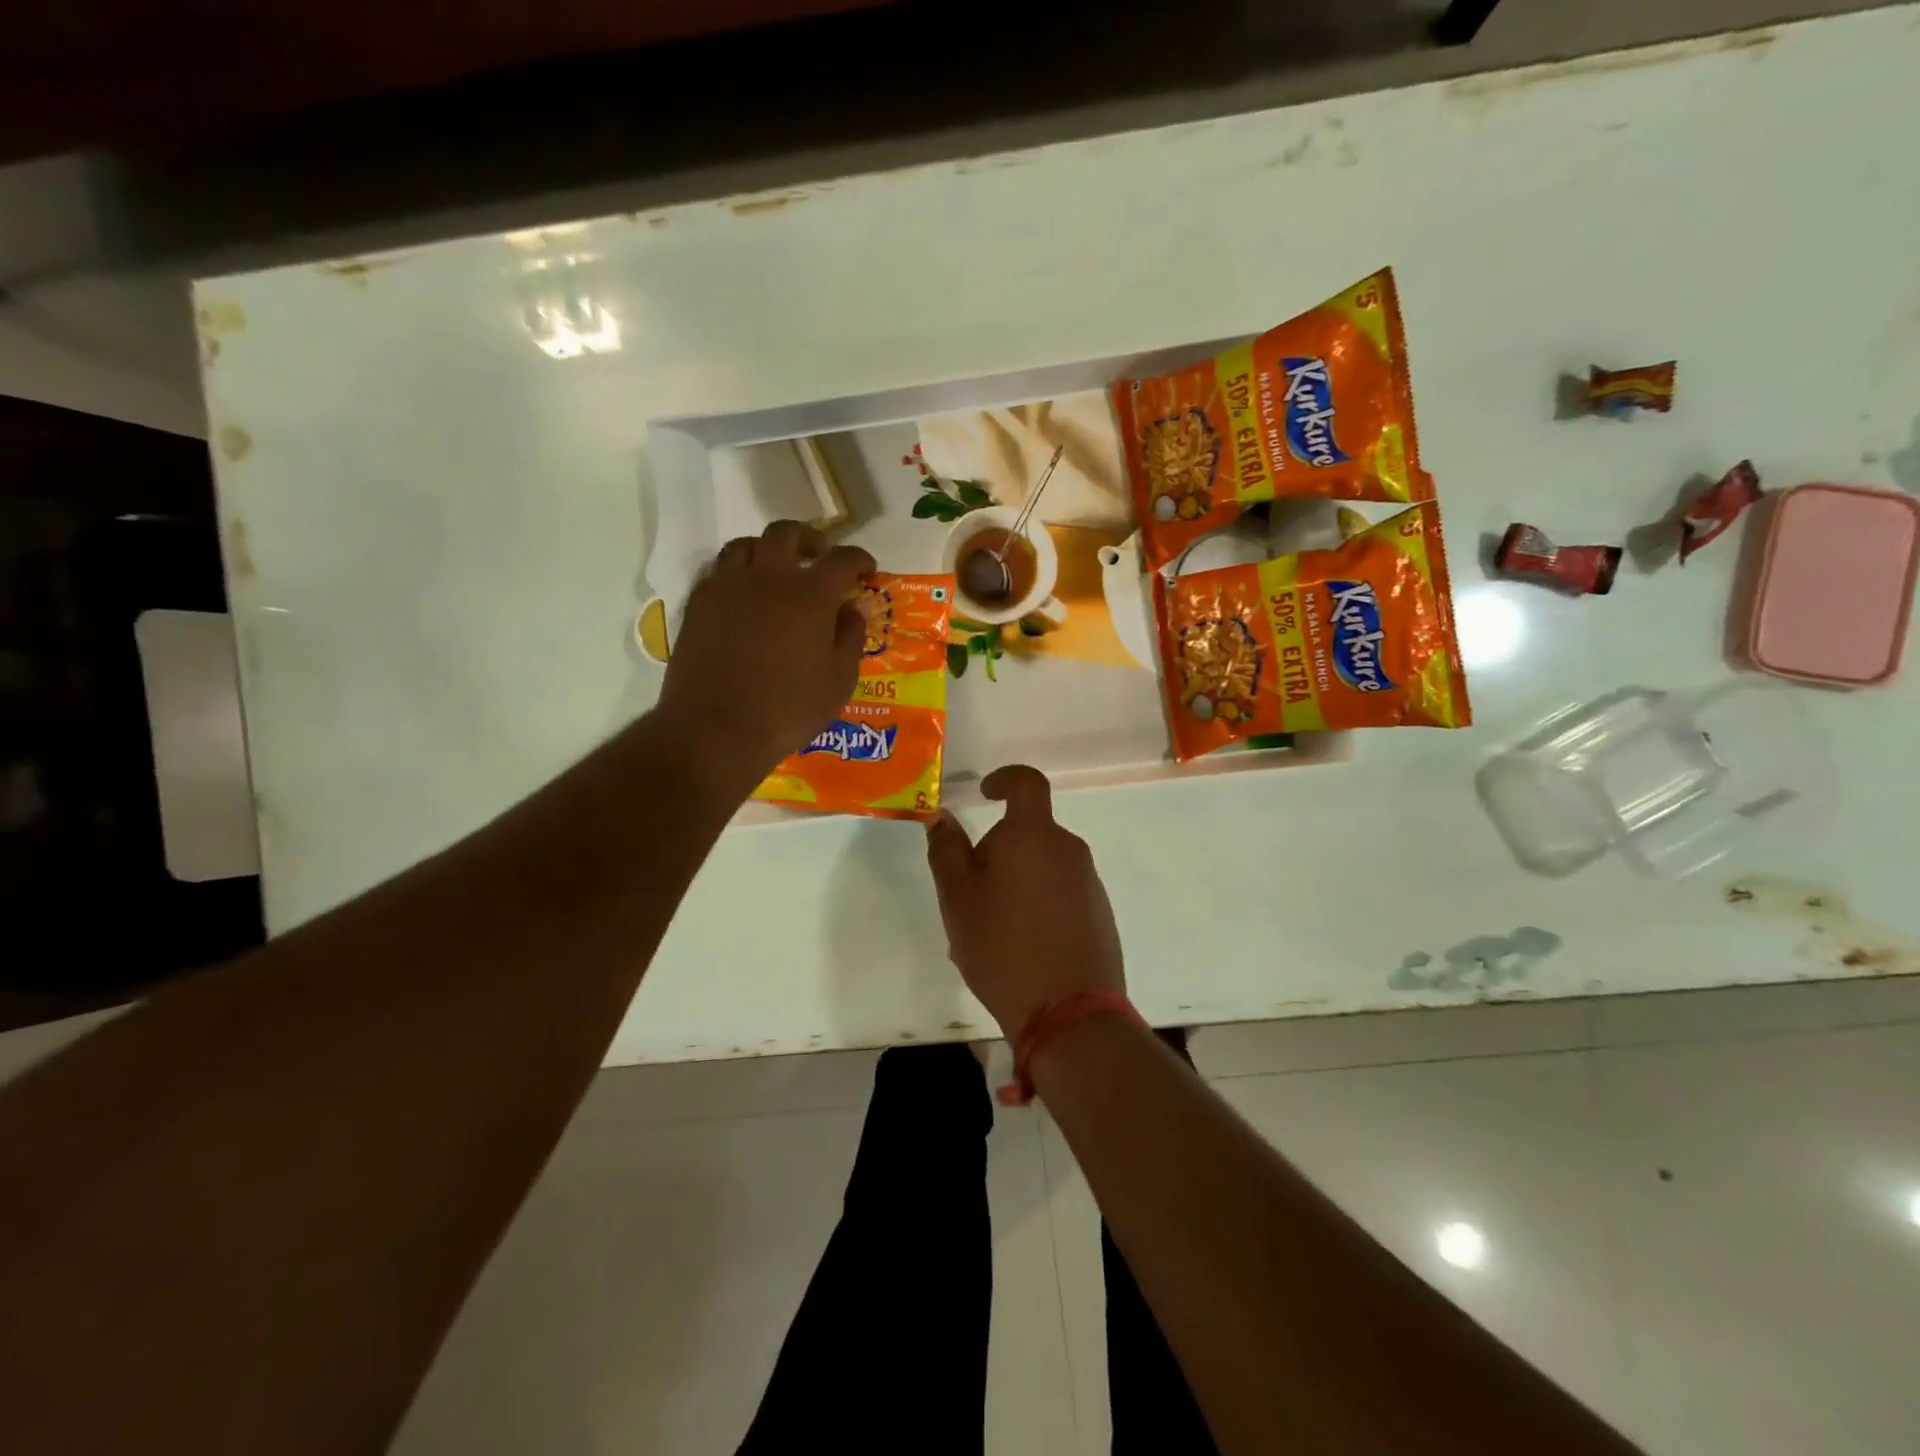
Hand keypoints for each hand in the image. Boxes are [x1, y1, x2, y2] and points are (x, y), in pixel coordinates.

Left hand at [656, 521, 875, 793]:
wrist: (716, 730)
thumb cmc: (789, 709)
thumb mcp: (839, 681)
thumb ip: (850, 637)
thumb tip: (853, 607)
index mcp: (810, 594)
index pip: (842, 559)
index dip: (859, 559)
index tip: (867, 570)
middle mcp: (767, 578)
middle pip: (787, 533)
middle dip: (810, 540)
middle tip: (820, 559)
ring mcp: (727, 588)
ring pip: (746, 545)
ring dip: (768, 550)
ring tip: (777, 572)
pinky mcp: (698, 605)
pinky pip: (719, 572)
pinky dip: (738, 574)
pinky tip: (744, 598)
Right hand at [925, 765, 1124, 1037]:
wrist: (1069, 1014)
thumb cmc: (1002, 947)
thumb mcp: (958, 899)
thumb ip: (947, 851)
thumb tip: (941, 817)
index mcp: (1034, 836)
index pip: (1026, 783)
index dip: (1004, 779)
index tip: (985, 793)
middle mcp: (1069, 849)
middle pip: (1028, 832)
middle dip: (997, 852)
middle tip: (969, 897)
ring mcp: (1089, 883)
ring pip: (1042, 866)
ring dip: (1015, 883)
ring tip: (989, 931)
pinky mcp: (1100, 914)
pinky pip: (1060, 893)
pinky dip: (1037, 904)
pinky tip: (1019, 948)